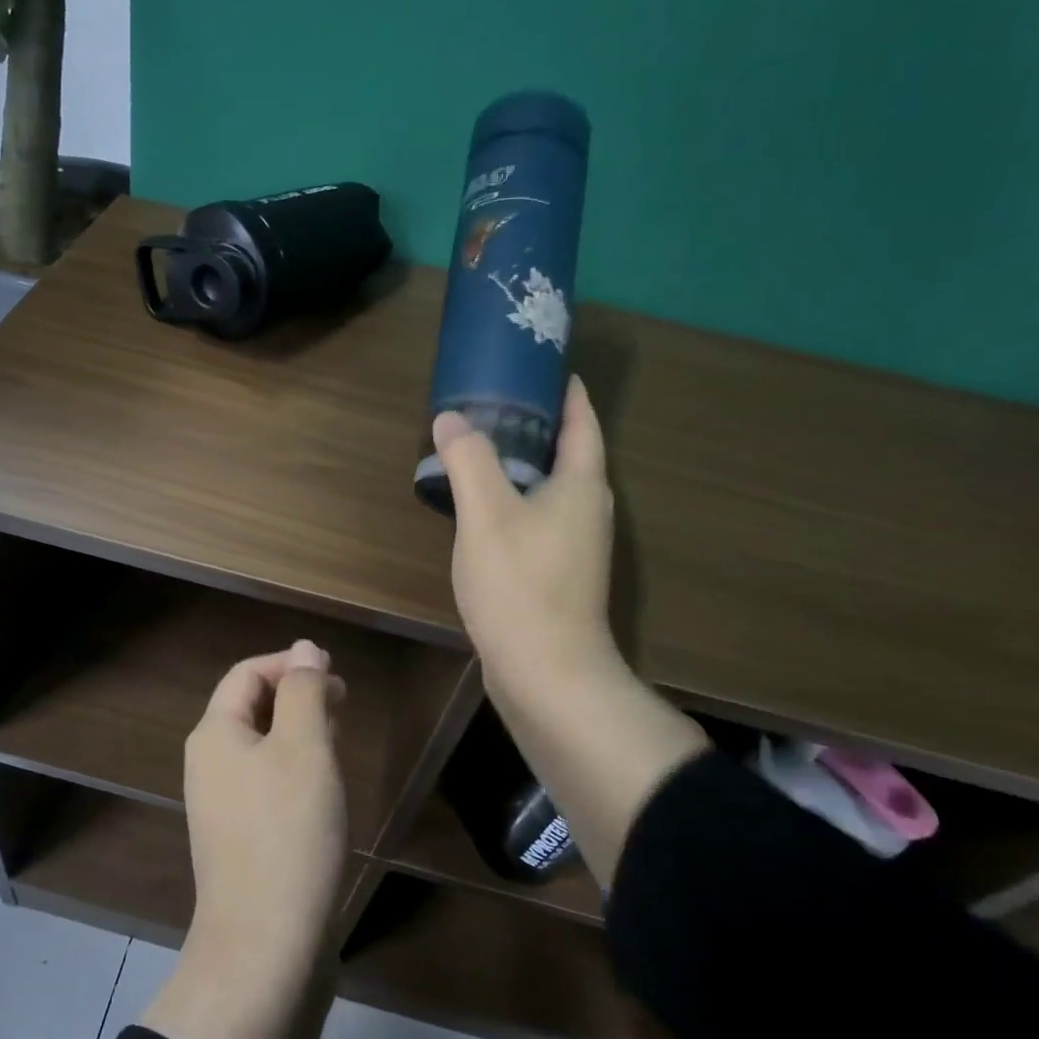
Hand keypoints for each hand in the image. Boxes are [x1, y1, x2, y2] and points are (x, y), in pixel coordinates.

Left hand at [139, 641, 347, 1038]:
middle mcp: (210, 765)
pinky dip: (296, 768)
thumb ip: (304, 691)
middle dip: (296, 694)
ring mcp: (223, 807)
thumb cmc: (288, 834)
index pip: (246, 673)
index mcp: (215, 734)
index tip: (334, 671)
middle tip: (342, 699)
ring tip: (339, 732)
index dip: (289, 663)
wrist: (265, 950)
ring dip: (299, 730)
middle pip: (251, 708)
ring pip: (262, 747)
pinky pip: (267, 783)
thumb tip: (306, 649)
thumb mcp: (304, 747)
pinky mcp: (241, 841)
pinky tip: (325, 784)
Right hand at [433, 375, 624, 719]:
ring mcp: (576, 545)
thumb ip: (468, 460)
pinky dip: (515, 498)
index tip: (543, 365)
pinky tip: (482, 505)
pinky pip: (539, 516)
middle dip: (538, 423)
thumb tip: (451, 419)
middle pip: (569, 452)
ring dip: (523, 463)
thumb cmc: (520, 584)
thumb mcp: (486, 513)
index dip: (567, 390)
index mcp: (581, 485)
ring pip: (551, 487)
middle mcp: (588, 509)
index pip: (582, 421)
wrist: (546, 673)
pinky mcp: (559, 572)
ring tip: (481, 446)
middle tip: (494, 400)